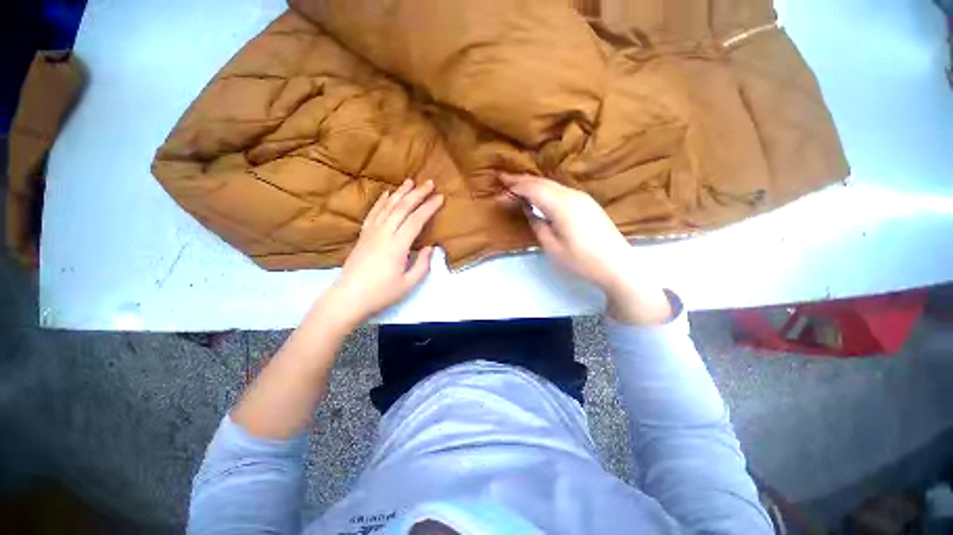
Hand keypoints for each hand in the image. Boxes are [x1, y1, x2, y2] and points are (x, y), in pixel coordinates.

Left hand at [324, 179, 442, 327]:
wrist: (349, 298)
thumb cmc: (381, 293)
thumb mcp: (409, 284)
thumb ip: (423, 264)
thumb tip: (430, 247)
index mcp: (397, 246)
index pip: (416, 220)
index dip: (429, 208)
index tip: (440, 197)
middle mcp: (384, 234)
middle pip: (402, 208)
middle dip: (417, 194)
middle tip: (430, 183)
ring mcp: (371, 233)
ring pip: (387, 207)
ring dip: (400, 193)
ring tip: (410, 181)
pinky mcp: (363, 235)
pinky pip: (373, 213)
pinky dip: (381, 201)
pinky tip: (387, 194)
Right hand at [500, 173, 671, 324]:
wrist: (617, 265)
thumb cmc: (581, 260)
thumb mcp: (552, 246)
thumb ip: (538, 225)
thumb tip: (530, 210)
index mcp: (561, 205)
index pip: (532, 188)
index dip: (514, 186)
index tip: (499, 186)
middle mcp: (572, 195)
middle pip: (542, 182)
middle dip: (521, 180)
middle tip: (503, 179)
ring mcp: (582, 198)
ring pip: (552, 184)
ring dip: (533, 184)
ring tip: (517, 186)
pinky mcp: (587, 203)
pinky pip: (560, 190)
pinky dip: (545, 190)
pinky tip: (539, 195)